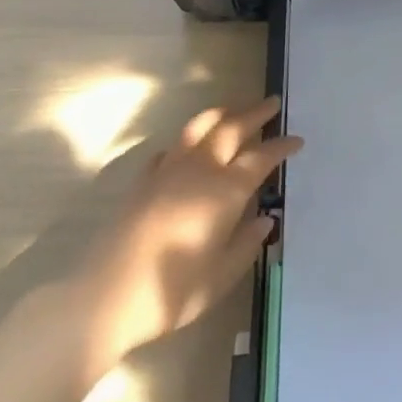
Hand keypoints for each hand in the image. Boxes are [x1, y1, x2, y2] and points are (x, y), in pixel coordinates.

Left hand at [70, 97, 301, 370]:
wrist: (104, 299)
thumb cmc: (171, 293)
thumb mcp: (221, 276)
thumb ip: (246, 244)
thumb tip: (264, 220)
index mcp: (225, 190)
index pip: (261, 157)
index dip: (281, 146)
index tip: (297, 140)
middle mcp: (199, 170)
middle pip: (231, 128)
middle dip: (254, 113)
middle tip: (272, 103)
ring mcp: (167, 171)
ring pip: (199, 128)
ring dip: (221, 114)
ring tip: (234, 109)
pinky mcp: (142, 182)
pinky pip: (171, 149)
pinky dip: (187, 141)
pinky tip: (188, 149)